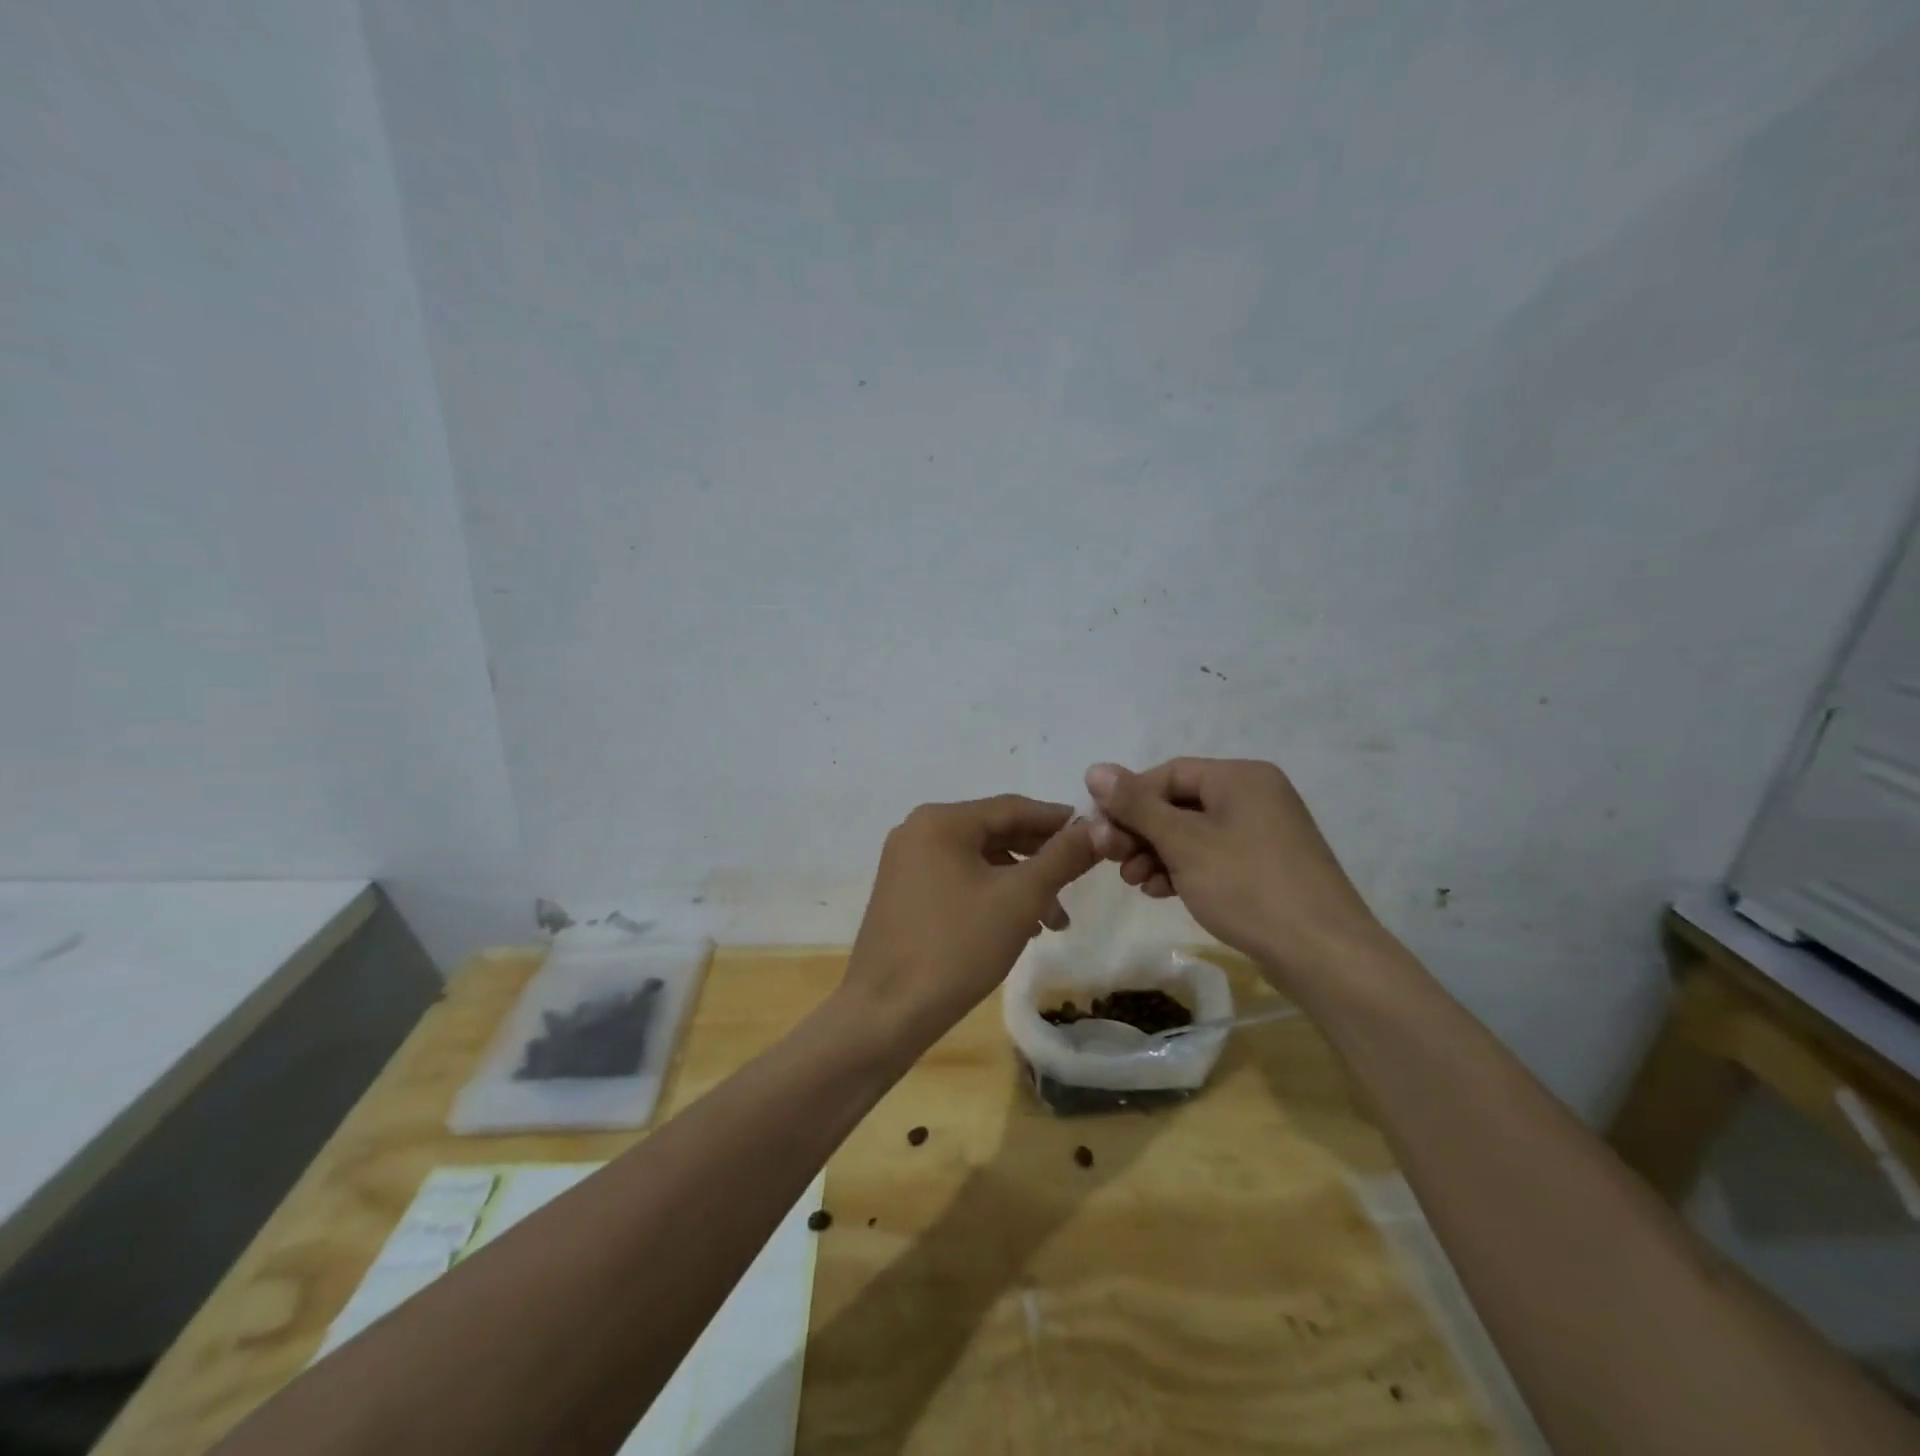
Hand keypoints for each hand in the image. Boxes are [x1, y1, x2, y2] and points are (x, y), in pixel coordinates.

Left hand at [843, 796, 1098, 1052]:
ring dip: (1019, 884)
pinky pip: (958, 879)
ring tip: (1053, 922)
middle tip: (1079, 883)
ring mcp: (906, 863)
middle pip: (994, 832)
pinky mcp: (902, 893)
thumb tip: (1097, 827)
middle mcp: (918, 831)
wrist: (886, 1013)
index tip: (1095, 834)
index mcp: (941, 821)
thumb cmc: (956, 947)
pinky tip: (1017, 927)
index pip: (1012, 807)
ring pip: (978, 861)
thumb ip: (1062, 857)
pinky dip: (991, 895)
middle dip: (1040, 859)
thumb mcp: (1020, 898)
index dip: (1057, 820)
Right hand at [1084, 758, 1399, 993]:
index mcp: (1240, 777)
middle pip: (1179, 802)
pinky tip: (1162, 892)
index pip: (1168, 773)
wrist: (1324, 955)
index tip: (1100, 831)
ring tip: (1135, 882)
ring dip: (1157, 853)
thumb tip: (1094, 769)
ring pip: (1193, 832)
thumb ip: (1136, 805)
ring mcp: (1264, 832)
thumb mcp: (1183, 843)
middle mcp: (1254, 795)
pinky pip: (1213, 855)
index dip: (1128, 798)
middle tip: (1113, 860)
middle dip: (1141, 831)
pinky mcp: (1266, 866)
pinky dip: (1184, 868)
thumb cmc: (1248, 887)